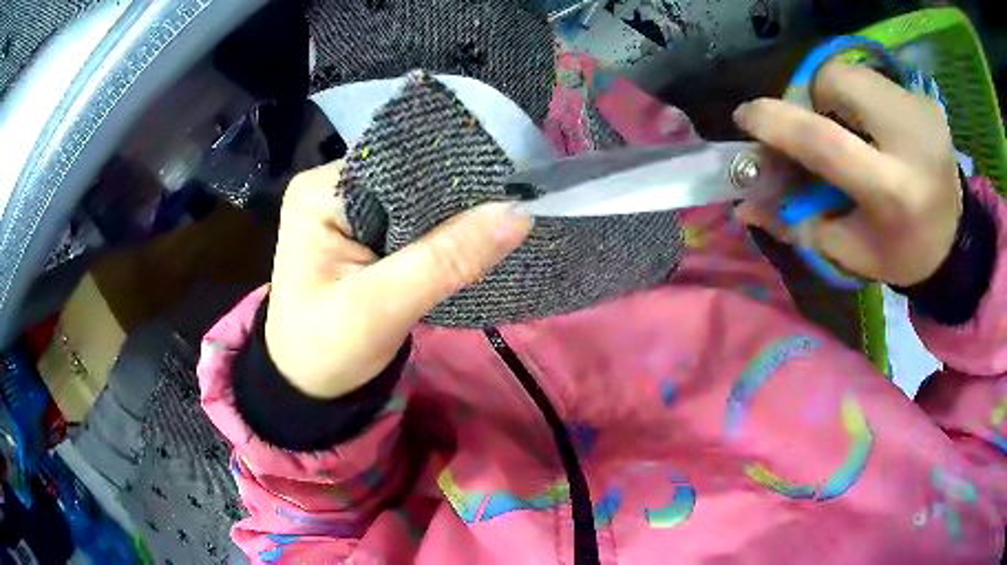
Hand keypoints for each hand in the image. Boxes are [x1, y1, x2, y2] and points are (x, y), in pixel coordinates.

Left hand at [264, 162, 531, 398]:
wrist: (309, 387)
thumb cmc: (327, 349)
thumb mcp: (382, 306)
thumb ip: (447, 259)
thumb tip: (519, 212)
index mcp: (320, 191)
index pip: (397, 163)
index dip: (452, 172)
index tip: (508, 185)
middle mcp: (332, 189)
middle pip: (408, 179)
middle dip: (456, 197)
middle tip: (515, 206)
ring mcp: (348, 211)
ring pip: (415, 202)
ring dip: (454, 217)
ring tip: (504, 220)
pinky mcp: (363, 235)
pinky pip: (413, 224)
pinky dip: (442, 235)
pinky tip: (475, 240)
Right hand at [733, 61, 962, 286]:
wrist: (955, 240)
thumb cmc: (900, 252)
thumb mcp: (848, 251)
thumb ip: (797, 223)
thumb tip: (745, 206)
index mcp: (892, 192)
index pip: (823, 140)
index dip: (776, 122)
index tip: (747, 118)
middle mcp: (911, 141)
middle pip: (835, 80)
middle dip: (813, 98)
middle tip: (820, 127)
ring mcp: (922, 112)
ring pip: (852, 72)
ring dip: (837, 96)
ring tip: (852, 130)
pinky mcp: (927, 100)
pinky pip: (874, 78)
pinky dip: (863, 97)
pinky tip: (877, 129)